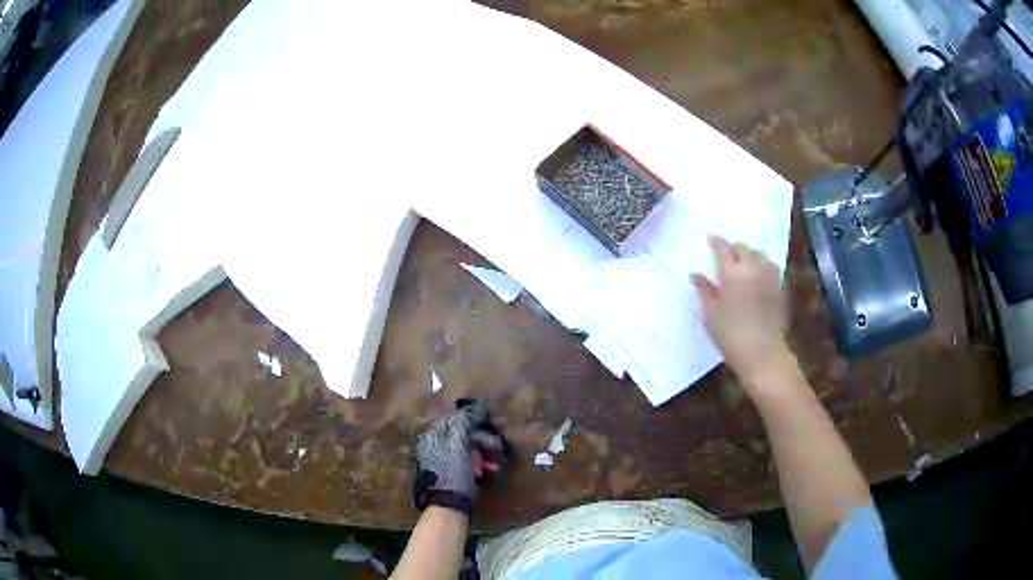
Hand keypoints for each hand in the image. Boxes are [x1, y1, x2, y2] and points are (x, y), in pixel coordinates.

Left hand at [412, 400, 503, 516]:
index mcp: (432, 435)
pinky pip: (465, 462)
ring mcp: (440, 460)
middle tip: (498, 447)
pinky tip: (488, 470)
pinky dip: (478, 464)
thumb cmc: (453, 472)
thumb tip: (475, 406)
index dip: (472, 417)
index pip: (453, 417)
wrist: (448, 506)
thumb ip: (464, 422)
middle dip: (482, 439)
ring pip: (466, 448)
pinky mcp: (449, 474)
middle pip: (461, 433)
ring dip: (483, 453)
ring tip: (495, 464)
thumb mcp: (459, 444)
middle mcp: (433, 445)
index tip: (489, 419)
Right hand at [691, 236, 785, 386]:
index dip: (715, 242)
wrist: (762, 352)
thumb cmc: (730, 334)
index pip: (722, 248)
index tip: (710, 239)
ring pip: (759, 254)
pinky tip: (758, 275)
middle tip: (725, 255)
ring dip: (749, 254)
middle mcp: (752, 267)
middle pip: (742, 247)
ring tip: (743, 263)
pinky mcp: (779, 287)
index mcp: (732, 271)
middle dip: (733, 248)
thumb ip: (704, 290)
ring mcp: (769, 276)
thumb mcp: (710, 313)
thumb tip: (696, 274)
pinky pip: (770, 266)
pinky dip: (762, 265)